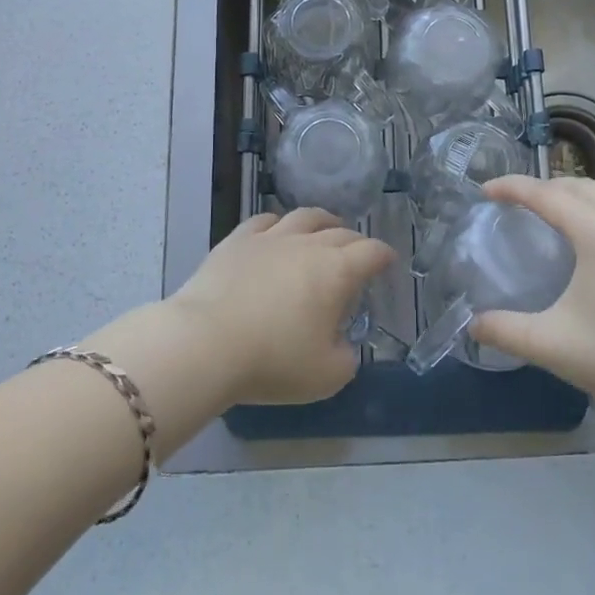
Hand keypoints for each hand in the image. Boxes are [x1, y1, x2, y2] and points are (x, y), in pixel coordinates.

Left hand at [174, 208, 395, 405]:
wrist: (206, 343)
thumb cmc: (273, 360)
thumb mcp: (326, 376)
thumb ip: (345, 358)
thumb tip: (342, 346)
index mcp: (337, 272)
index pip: (371, 253)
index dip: (383, 256)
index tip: (388, 261)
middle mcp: (308, 245)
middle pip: (341, 232)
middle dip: (355, 241)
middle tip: (357, 254)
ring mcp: (270, 238)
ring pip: (304, 217)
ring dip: (322, 221)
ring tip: (326, 227)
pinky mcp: (236, 241)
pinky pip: (264, 221)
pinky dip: (278, 223)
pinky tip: (276, 230)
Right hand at [468, 176, 594, 460]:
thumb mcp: (554, 346)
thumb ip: (506, 331)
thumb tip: (472, 324)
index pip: (546, 194)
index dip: (512, 188)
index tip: (487, 191)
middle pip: (579, 185)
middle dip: (545, 189)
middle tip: (521, 207)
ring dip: (586, 193)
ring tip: (570, 217)